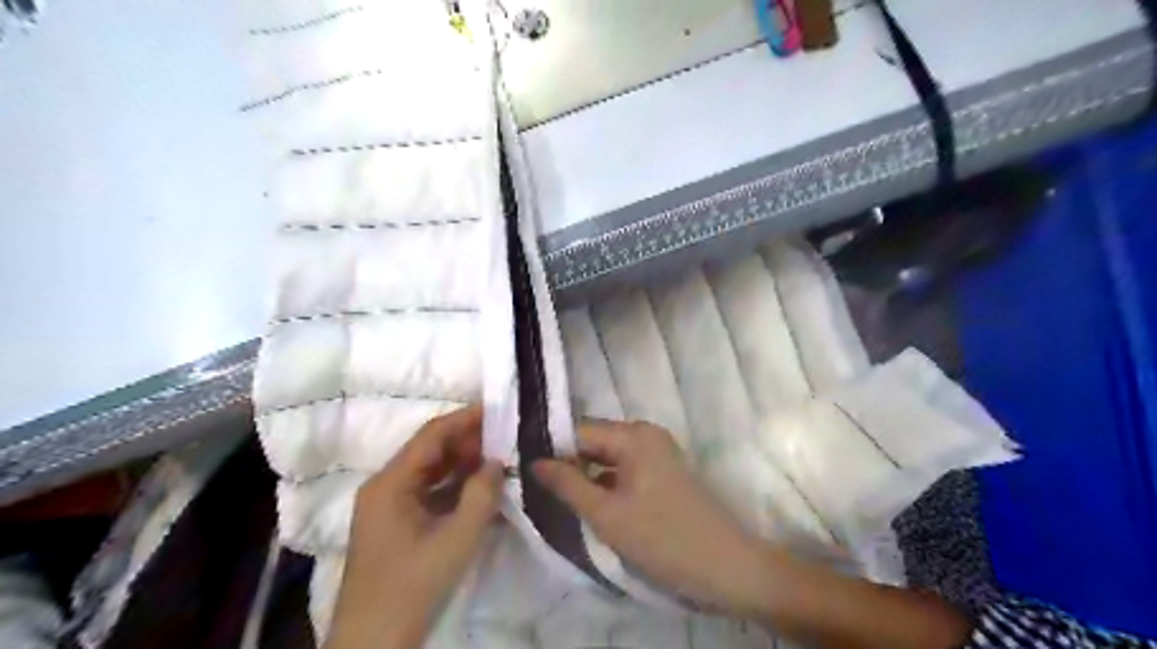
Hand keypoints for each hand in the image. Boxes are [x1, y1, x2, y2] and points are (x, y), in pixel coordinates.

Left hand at [327, 404, 505, 645]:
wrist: (374, 643)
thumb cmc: (413, 586)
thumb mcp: (456, 539)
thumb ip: (481, 495)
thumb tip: (497, 462)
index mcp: (390, 483)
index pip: (431, 435)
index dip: (465, 419)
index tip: (497, 410)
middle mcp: (385, 487)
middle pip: (430, 451)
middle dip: (468, 442)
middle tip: (506, 437)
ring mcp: (390, 507)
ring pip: (431, 473)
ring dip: (463, 465)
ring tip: (500, 459)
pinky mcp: (397, 525)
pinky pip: (430, 494)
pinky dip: (455, 488)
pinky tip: (482, 490)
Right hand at [533, 422, 775, 619]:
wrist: (727, 567)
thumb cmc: (664, 538)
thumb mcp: (607, 515)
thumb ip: (568, 484)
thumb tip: (534, 462)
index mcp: (633, 435)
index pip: (577, 431)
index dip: (549, 450)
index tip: (521, 470)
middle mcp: (645, 434)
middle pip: (593, 442)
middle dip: (566, 463)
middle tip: (535, 489)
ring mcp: (657, 453)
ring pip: (607, 458)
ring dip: (584, 475)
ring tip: (555, 497)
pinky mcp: (663, 473)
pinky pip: (623, 470)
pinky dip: (604, 484)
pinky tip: (587, 502)